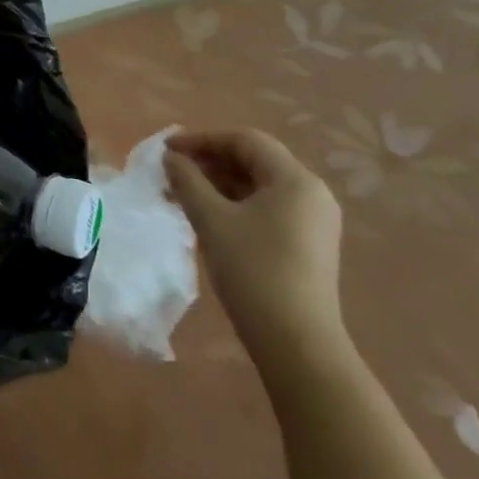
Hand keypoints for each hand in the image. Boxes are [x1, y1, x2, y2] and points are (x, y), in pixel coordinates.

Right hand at [163, 129, 346, 371]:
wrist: (295, 339)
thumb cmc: (252, 270)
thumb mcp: (211, 220)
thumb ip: (187, 181)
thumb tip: (171, 158)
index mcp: (295, 180)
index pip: (245, 140)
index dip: (202, 139)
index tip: (166, 150)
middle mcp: (311, 193)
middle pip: (254, 161)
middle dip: (208, 161)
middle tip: (170, 172)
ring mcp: (313, 220)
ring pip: (258, 186)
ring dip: (217, 183)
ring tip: (180, 194)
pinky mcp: (307, 243)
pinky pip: (266, 208)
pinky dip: (233, 203)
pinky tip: (206, 216)